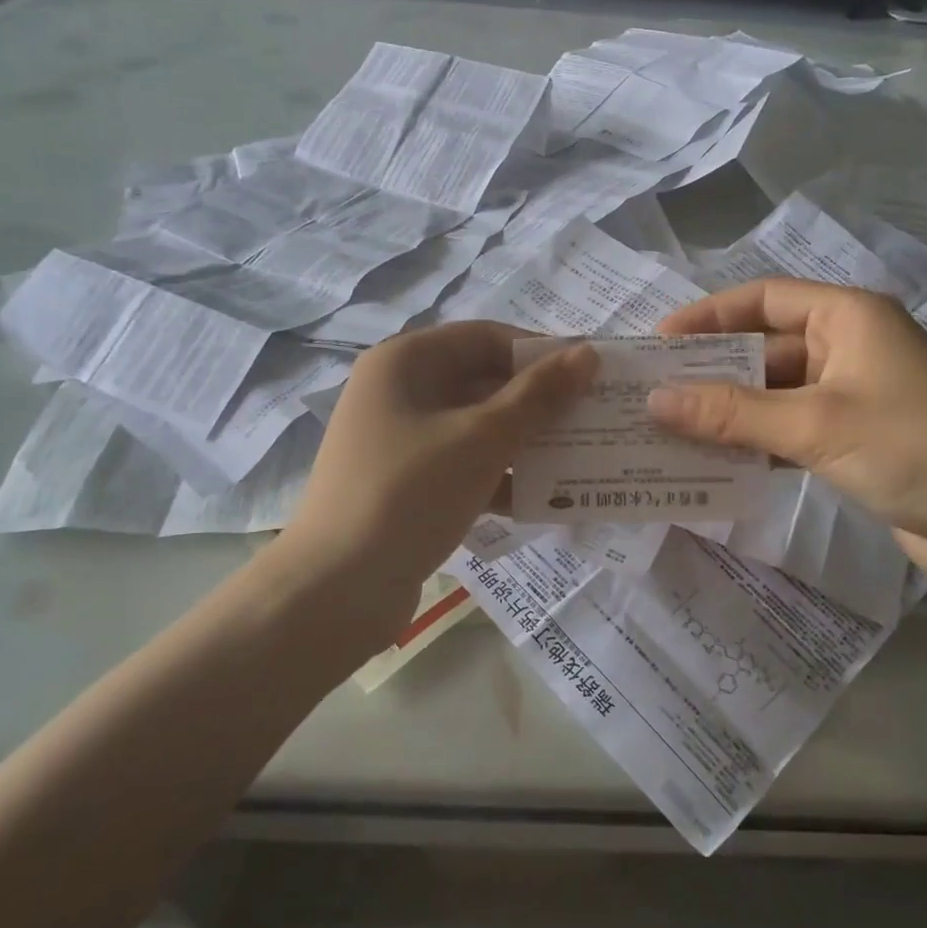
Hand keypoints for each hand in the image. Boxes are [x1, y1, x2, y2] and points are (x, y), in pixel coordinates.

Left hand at [280, 322, 596, 640]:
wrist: (334, 590)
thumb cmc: (410, 493)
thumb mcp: (483, 438)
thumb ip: (538, 395)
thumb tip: (587, 353)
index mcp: (406, 362)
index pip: (487, 337)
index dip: (540, 352)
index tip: (590, 374)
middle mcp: (399, 391)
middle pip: (482, 381)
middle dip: (538, 402)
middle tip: (592, 418)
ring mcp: (400, 440)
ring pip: (477, 427)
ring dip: (525, 442)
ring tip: (579, 458)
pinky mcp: (406, 484)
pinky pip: (463, 465)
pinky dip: (500, 477)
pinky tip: (543, 501)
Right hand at [651, 279, 926, 590]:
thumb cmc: (910, 448)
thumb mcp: (813, 424)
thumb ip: (730, 412)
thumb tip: (654, 401)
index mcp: (848, 317)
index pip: (764, 298)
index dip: (709, 315)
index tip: (660, 342)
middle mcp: (848, 345)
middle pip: (765, 347)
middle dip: (712, 369)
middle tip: (653, 391)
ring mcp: (852, 393)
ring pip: (774, 391)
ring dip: (729, 410)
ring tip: (670, 427)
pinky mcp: (853, 435)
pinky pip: (789, 426)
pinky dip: (755, 439)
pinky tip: (715, 459)